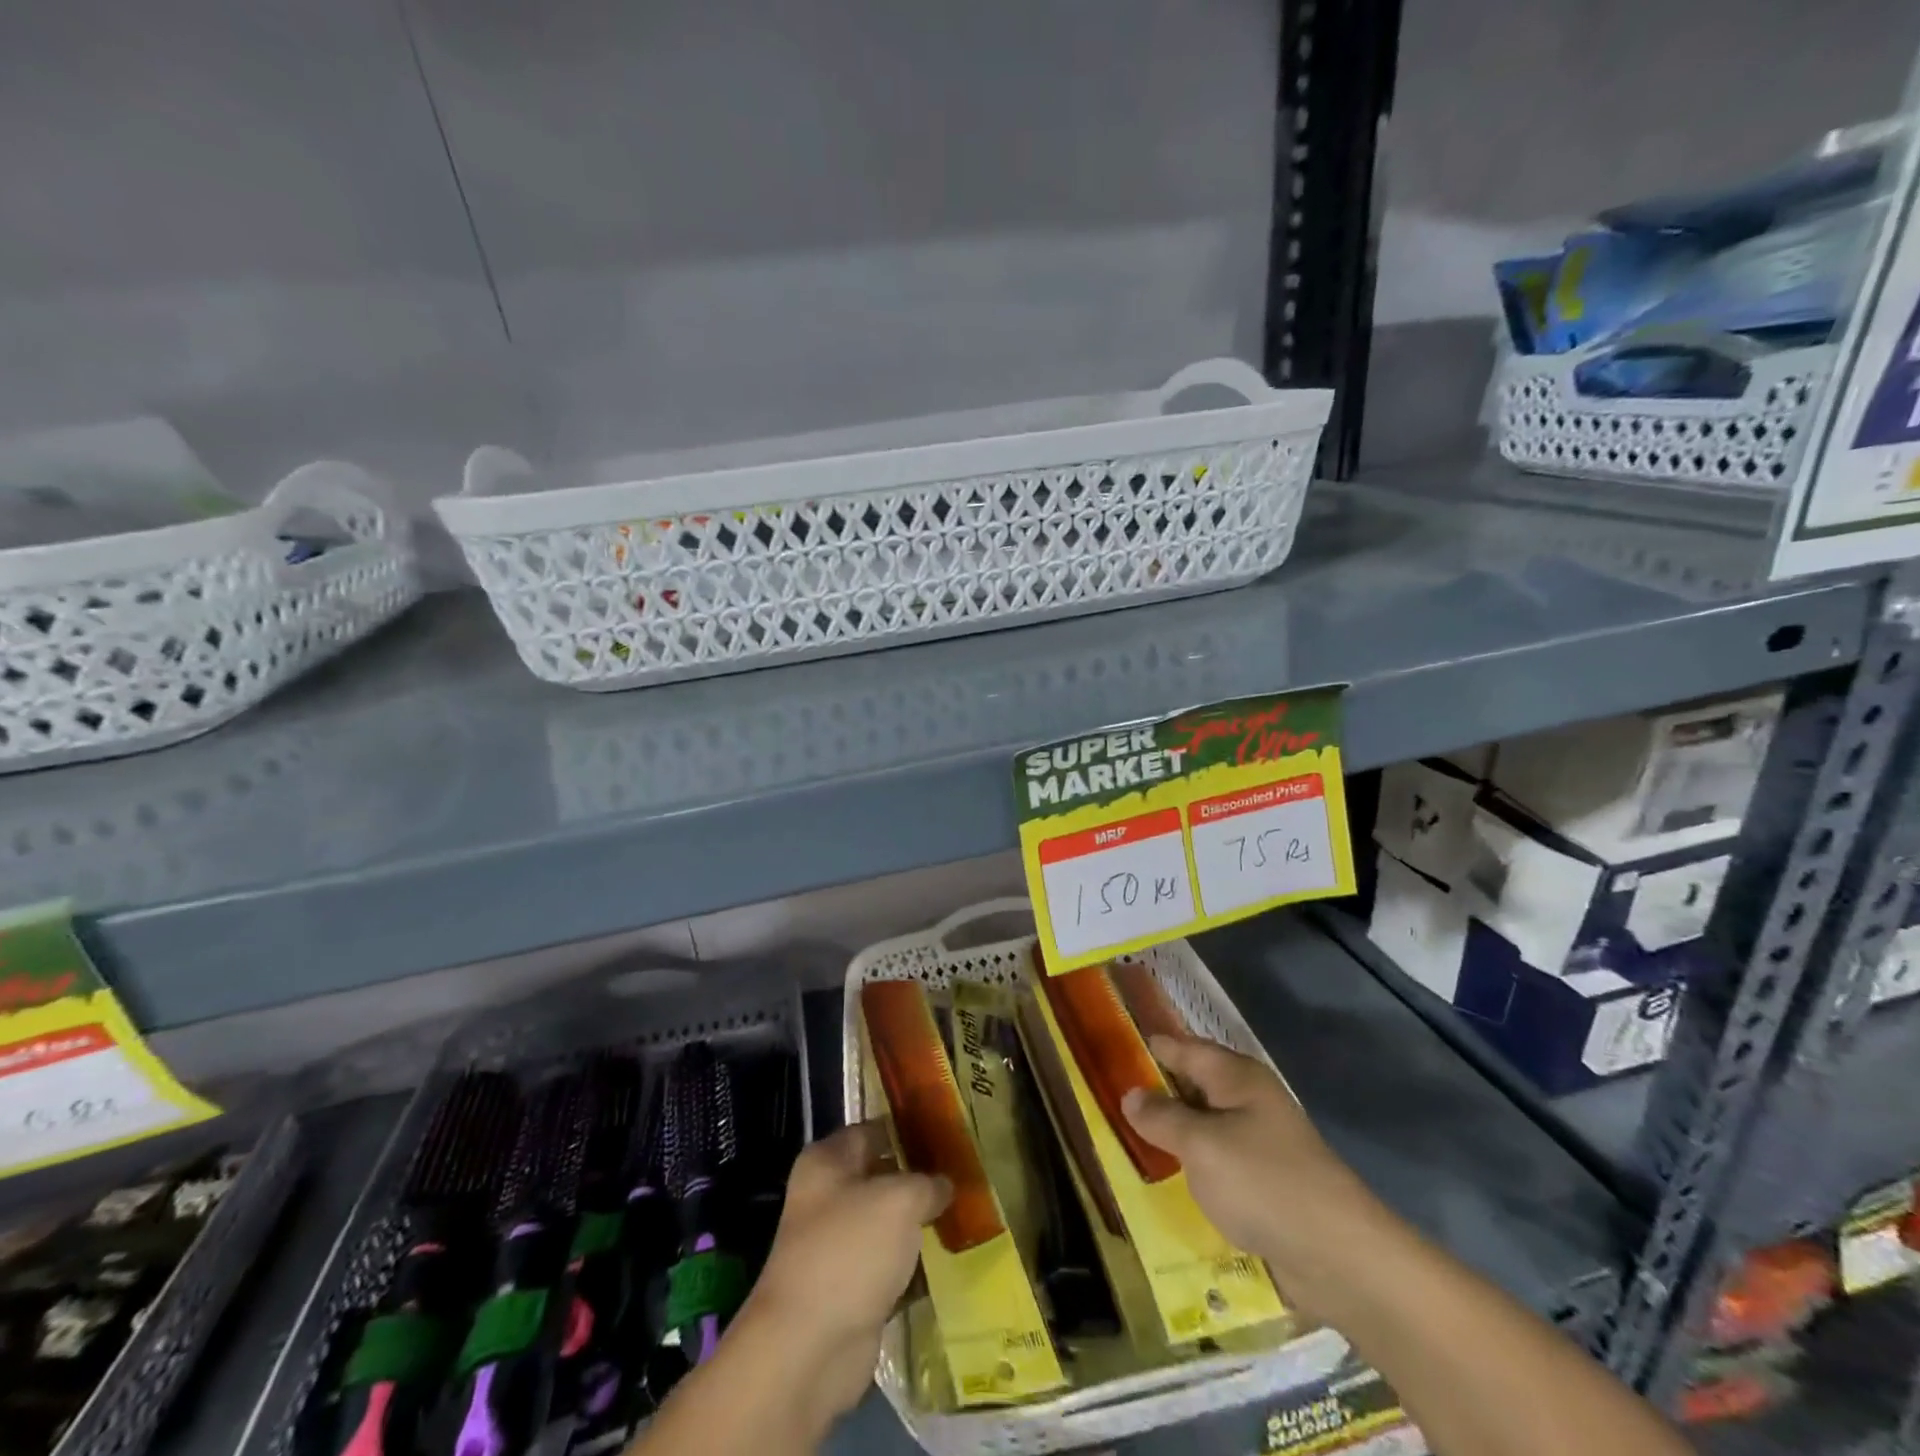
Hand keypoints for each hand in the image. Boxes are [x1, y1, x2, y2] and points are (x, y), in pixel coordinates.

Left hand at [739, 1122, 950, 1422]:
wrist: (808, 1349)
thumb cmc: (849, 1251)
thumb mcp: (899, 1200)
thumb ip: (927, 1183)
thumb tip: (944, 1184)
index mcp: (828, 1162)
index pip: (874, 1129)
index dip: (909, 1127)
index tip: (948, 1130)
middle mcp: (829, 1197)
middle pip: (883, 1176)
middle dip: (921, 1177)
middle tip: (966, 1172)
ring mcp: (839, 1246)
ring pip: (890, 1223)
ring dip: (922, 1223)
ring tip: (968, 1212)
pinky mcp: (853, 1290)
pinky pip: (892, 1265)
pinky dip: (916, 1265)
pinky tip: (952, 1259)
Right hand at [1121, 1035, 1383, 1314]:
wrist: (1341, 1259)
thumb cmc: (1264, 1183)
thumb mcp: (1200, 1145)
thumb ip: (1162, 1117)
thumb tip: (1131, 1095)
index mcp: (1236, 1077)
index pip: (1183, 1048)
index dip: (1148, 1047)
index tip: (1111, 1049)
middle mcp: (1249, 1101)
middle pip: (1193, 1086)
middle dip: (1155, 1093)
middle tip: (1108, 1099)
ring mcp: (1260, 1144)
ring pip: (1204, 1128)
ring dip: (1172, 1135)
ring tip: (1127, 1140)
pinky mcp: (1266, 1185)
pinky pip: (1218, 1165)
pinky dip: (1193, 1169)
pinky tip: (1167, 1183)